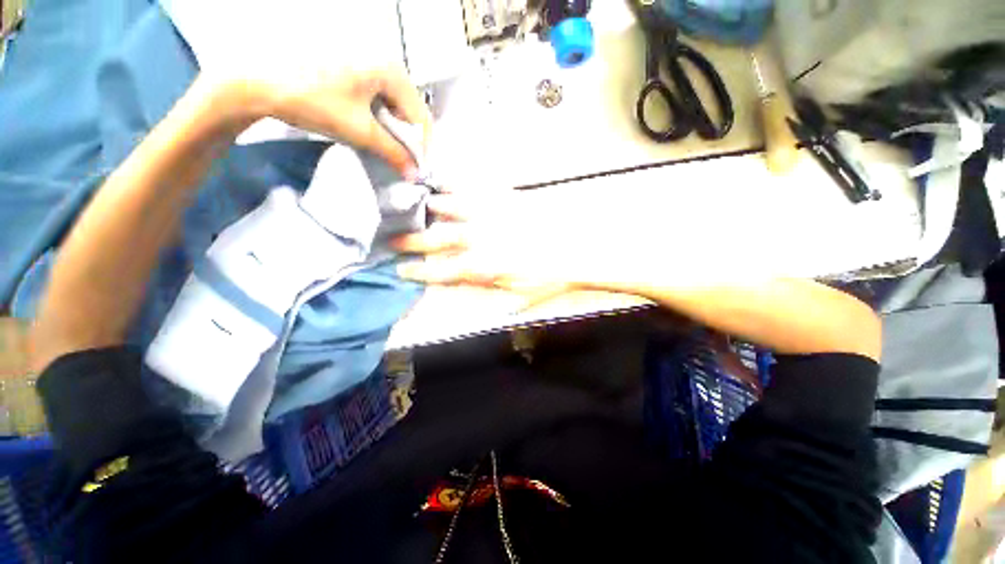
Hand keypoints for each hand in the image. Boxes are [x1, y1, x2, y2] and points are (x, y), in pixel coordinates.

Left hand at [219, 65, 431, 177]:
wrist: (259, 80)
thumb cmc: (314, 100)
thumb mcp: (360, 131)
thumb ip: (393, 153)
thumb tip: (415, 175)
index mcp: (392, 72)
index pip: (421, 118)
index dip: (422, 148)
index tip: (416, 169)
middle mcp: (386, 63)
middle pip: (410, 111)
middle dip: (408, 140)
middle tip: (402, 161)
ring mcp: (370, 64)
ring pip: (396, 107)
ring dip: (395, 132)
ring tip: (386, 149)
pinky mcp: (355, 69)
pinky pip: (380, 100)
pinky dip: (381, 120)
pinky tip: (372, 131)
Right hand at [392, 189, 590, 303]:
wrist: (578, 250)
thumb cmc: (550, 278)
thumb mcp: (521, 296)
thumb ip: (492, 294)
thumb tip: (472, 293)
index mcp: (484, 267)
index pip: (443, 271)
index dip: (420, 272)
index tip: (401, 269)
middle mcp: (481, 240)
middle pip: (440, 240)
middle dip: (414, 241)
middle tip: (393, 239)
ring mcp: (493, 216)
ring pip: (455, 209)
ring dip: (433, 208)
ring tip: (417, 203)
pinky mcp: (507, 199)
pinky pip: (479, 189)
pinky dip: (462, 186)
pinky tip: (450, 183)